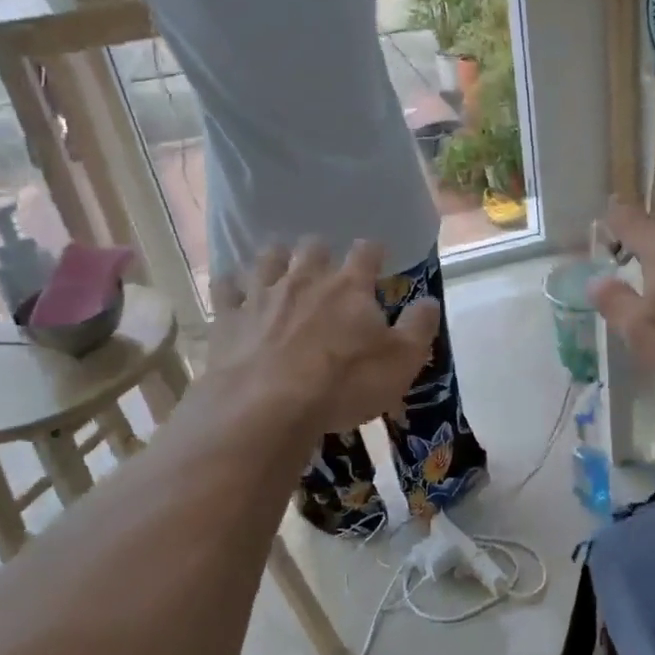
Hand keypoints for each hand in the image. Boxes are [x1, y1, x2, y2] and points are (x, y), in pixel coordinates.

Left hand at [207, 239, 437, 438]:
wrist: (268, 408)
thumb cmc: (344, 384)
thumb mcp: (401, 362)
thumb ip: (419, 328)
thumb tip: (429, 301)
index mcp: (350, 287)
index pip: (366, 252)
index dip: (372, 251)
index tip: (376, 257)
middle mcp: (305, 279)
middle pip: (313, 246)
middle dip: (321, 252)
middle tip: (325, 267)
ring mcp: (262, 295)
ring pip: (268, 257)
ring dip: (277, 258)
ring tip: (281, 266)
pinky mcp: (229, 318)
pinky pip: (225, 288)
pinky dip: (231, 284)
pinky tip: (234, 287)